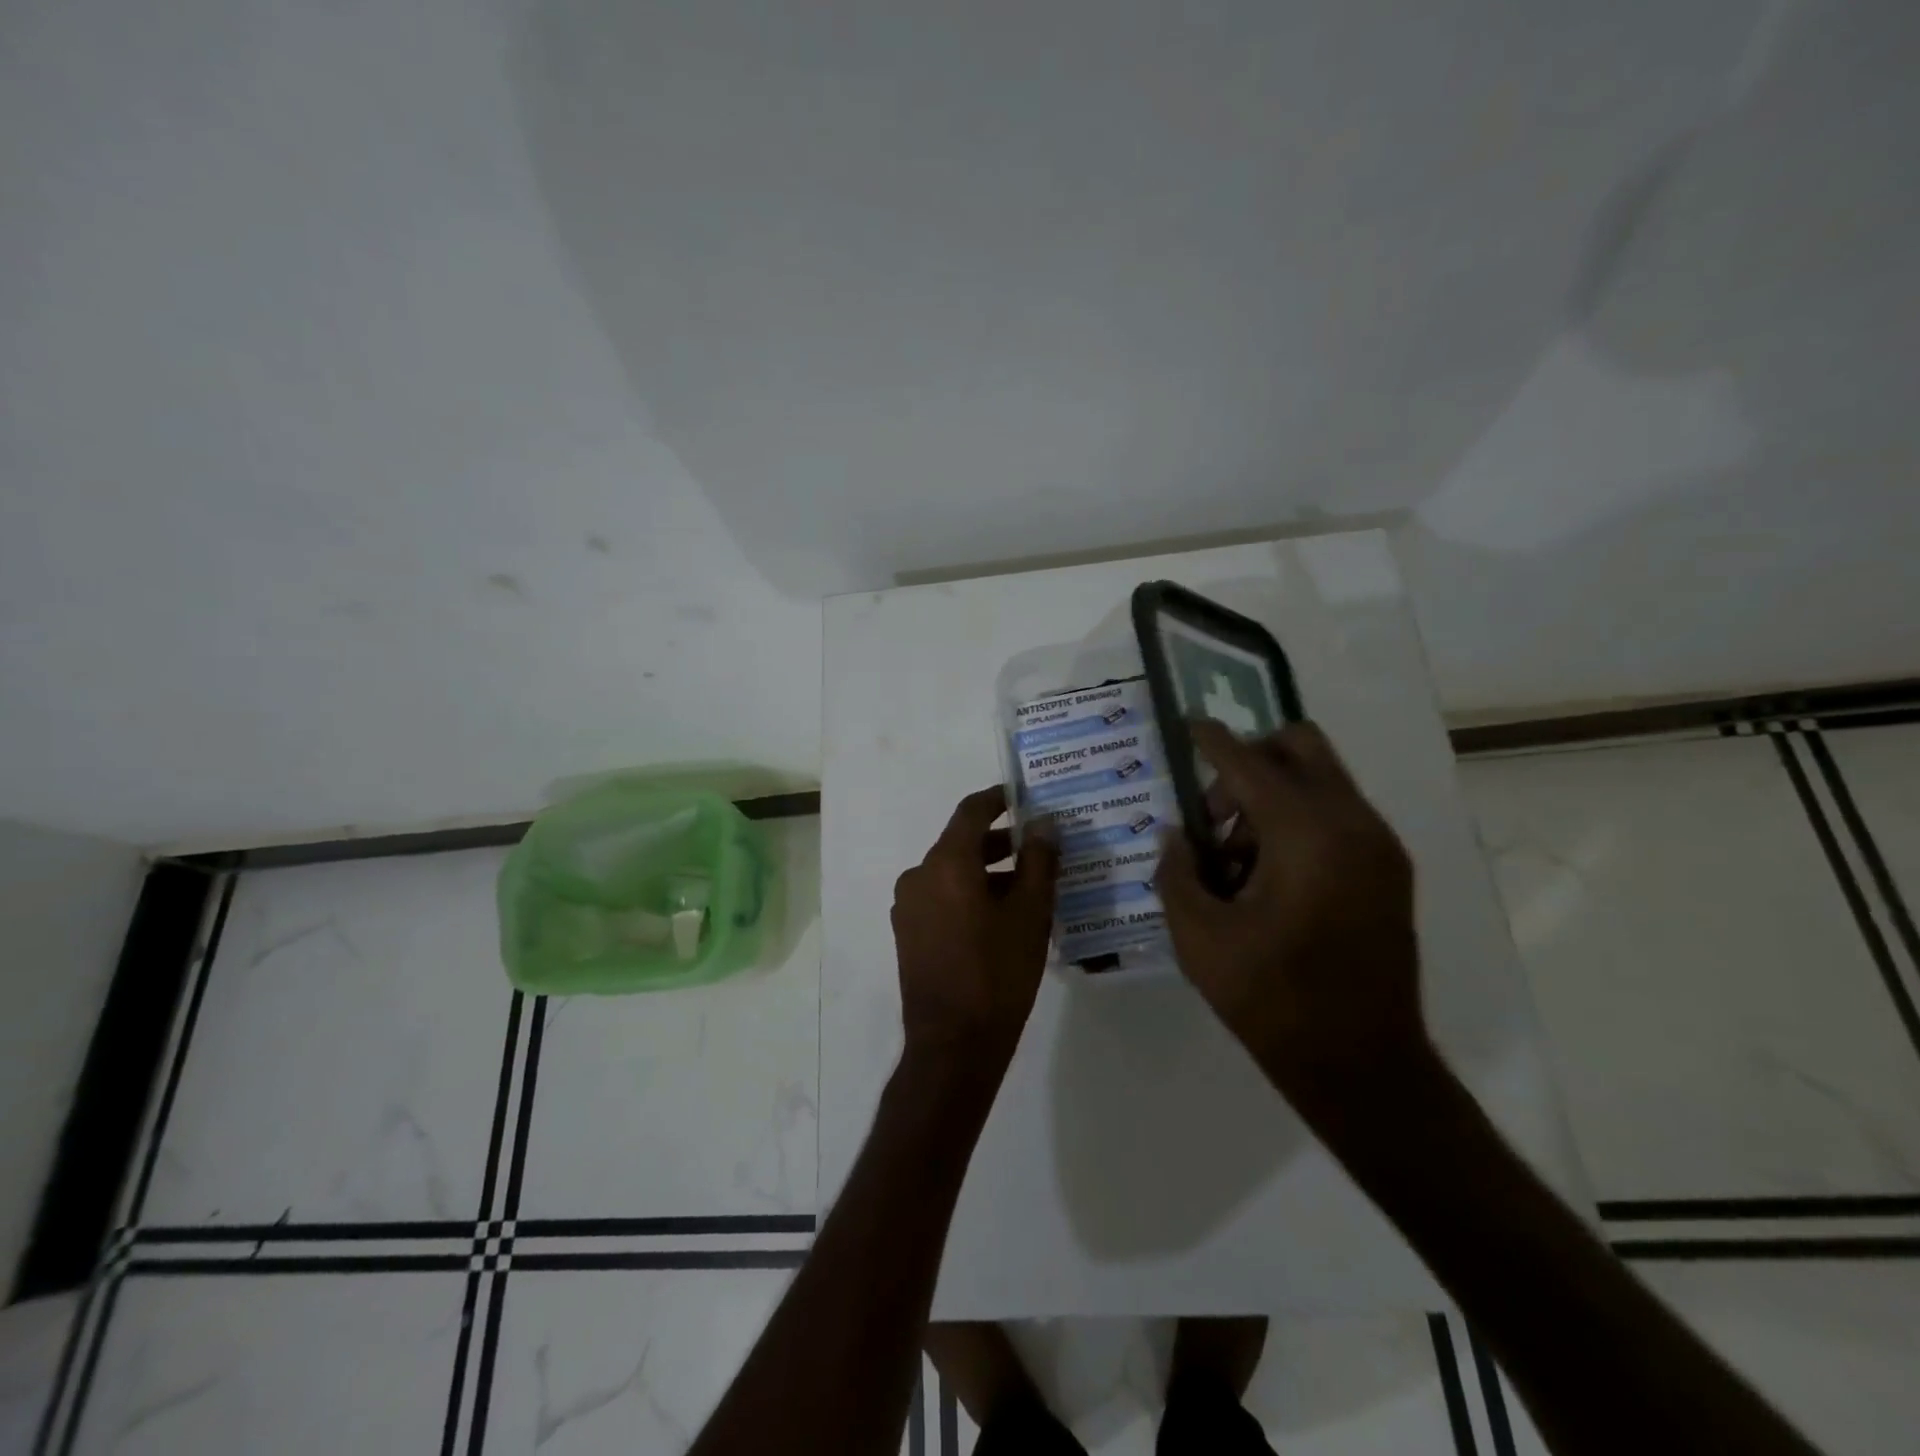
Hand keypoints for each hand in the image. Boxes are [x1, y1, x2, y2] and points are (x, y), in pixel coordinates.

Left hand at [892, 786, 1060, 1069]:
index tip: (1025, 798)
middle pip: (961, 843)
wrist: (953, 1045)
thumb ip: (1039, 861)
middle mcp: (918, 875)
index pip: (971, 811)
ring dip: (986, 871)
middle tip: (1039, 847)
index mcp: (945, 863)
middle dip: (1000, 841)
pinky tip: (999, 916)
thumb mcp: (1030, 913)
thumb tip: (1044, 823)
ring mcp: (908, 906)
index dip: (999, 799)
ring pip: (951, 872)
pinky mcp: (908, 932)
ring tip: (1028, 885)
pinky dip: (968, 893)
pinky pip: (941, 897)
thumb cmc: (998, 973)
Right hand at [1155, 720, 1427, 1106]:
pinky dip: (1298, 820)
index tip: (1188, 724)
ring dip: (1272, 797)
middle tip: (1215, 812)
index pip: (1251, 763)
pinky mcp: (1390, 871)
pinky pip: (1337, 814)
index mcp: (1307, 836)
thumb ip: (1177, 872)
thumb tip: (1177, 835)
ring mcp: (1380, 847)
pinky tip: (1268, 877)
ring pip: (1320, 780)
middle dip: (1250, 760)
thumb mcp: (1199, 938)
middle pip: (1301, 747)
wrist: (1362, 1065)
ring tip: (1236, 861)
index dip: (1213, 740)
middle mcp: (1353, 825)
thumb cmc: (1273, 1000)